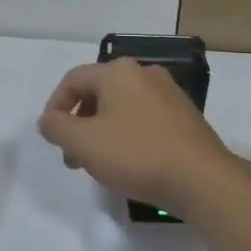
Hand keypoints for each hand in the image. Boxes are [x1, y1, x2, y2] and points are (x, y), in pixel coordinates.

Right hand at [37, 59, 245, 218]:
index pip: (73, 80)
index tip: (51, 137)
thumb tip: (48, 119)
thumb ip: (57, 127)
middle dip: (79, 123)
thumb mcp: (84, 143)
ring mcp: (169, 93)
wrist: (202, 179)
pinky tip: (129, 163)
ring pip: (122, 107)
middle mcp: (145, 73)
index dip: (55, 106)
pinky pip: (144, 118)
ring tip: (99, 163)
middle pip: (98, 92)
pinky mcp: (185, 116)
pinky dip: (127, 135)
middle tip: (73, 156)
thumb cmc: (136, 154)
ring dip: (102, 131)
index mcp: (119, 71)